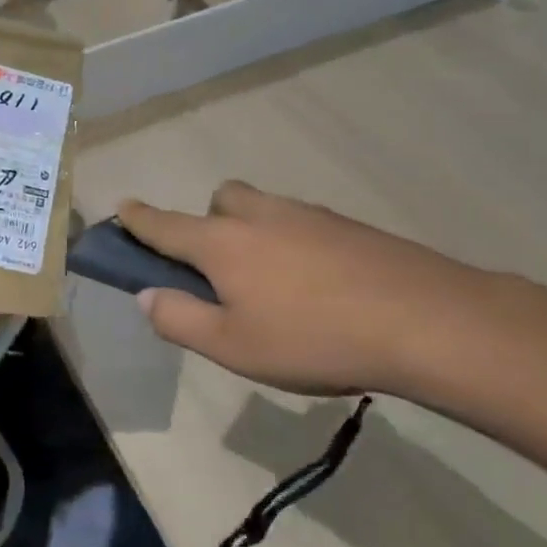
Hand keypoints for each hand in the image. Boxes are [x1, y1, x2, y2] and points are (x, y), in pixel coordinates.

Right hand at [118, 182, 503, 397]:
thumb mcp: (233, 347)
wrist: (425, 319)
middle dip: (207, 221)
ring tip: (273, 284)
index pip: (165, 224)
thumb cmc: (313, 338)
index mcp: (222, 243)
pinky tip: (317, 285)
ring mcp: (307, 215)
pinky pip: (301, 222)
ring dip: (251, 229)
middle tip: (221, 268)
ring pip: (263, 207)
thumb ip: (180, 319)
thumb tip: (146, 296)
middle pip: (219, 200)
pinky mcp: (348, 225)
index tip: (121, 207)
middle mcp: (259, 216)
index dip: (138, 218)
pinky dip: (292, 241)